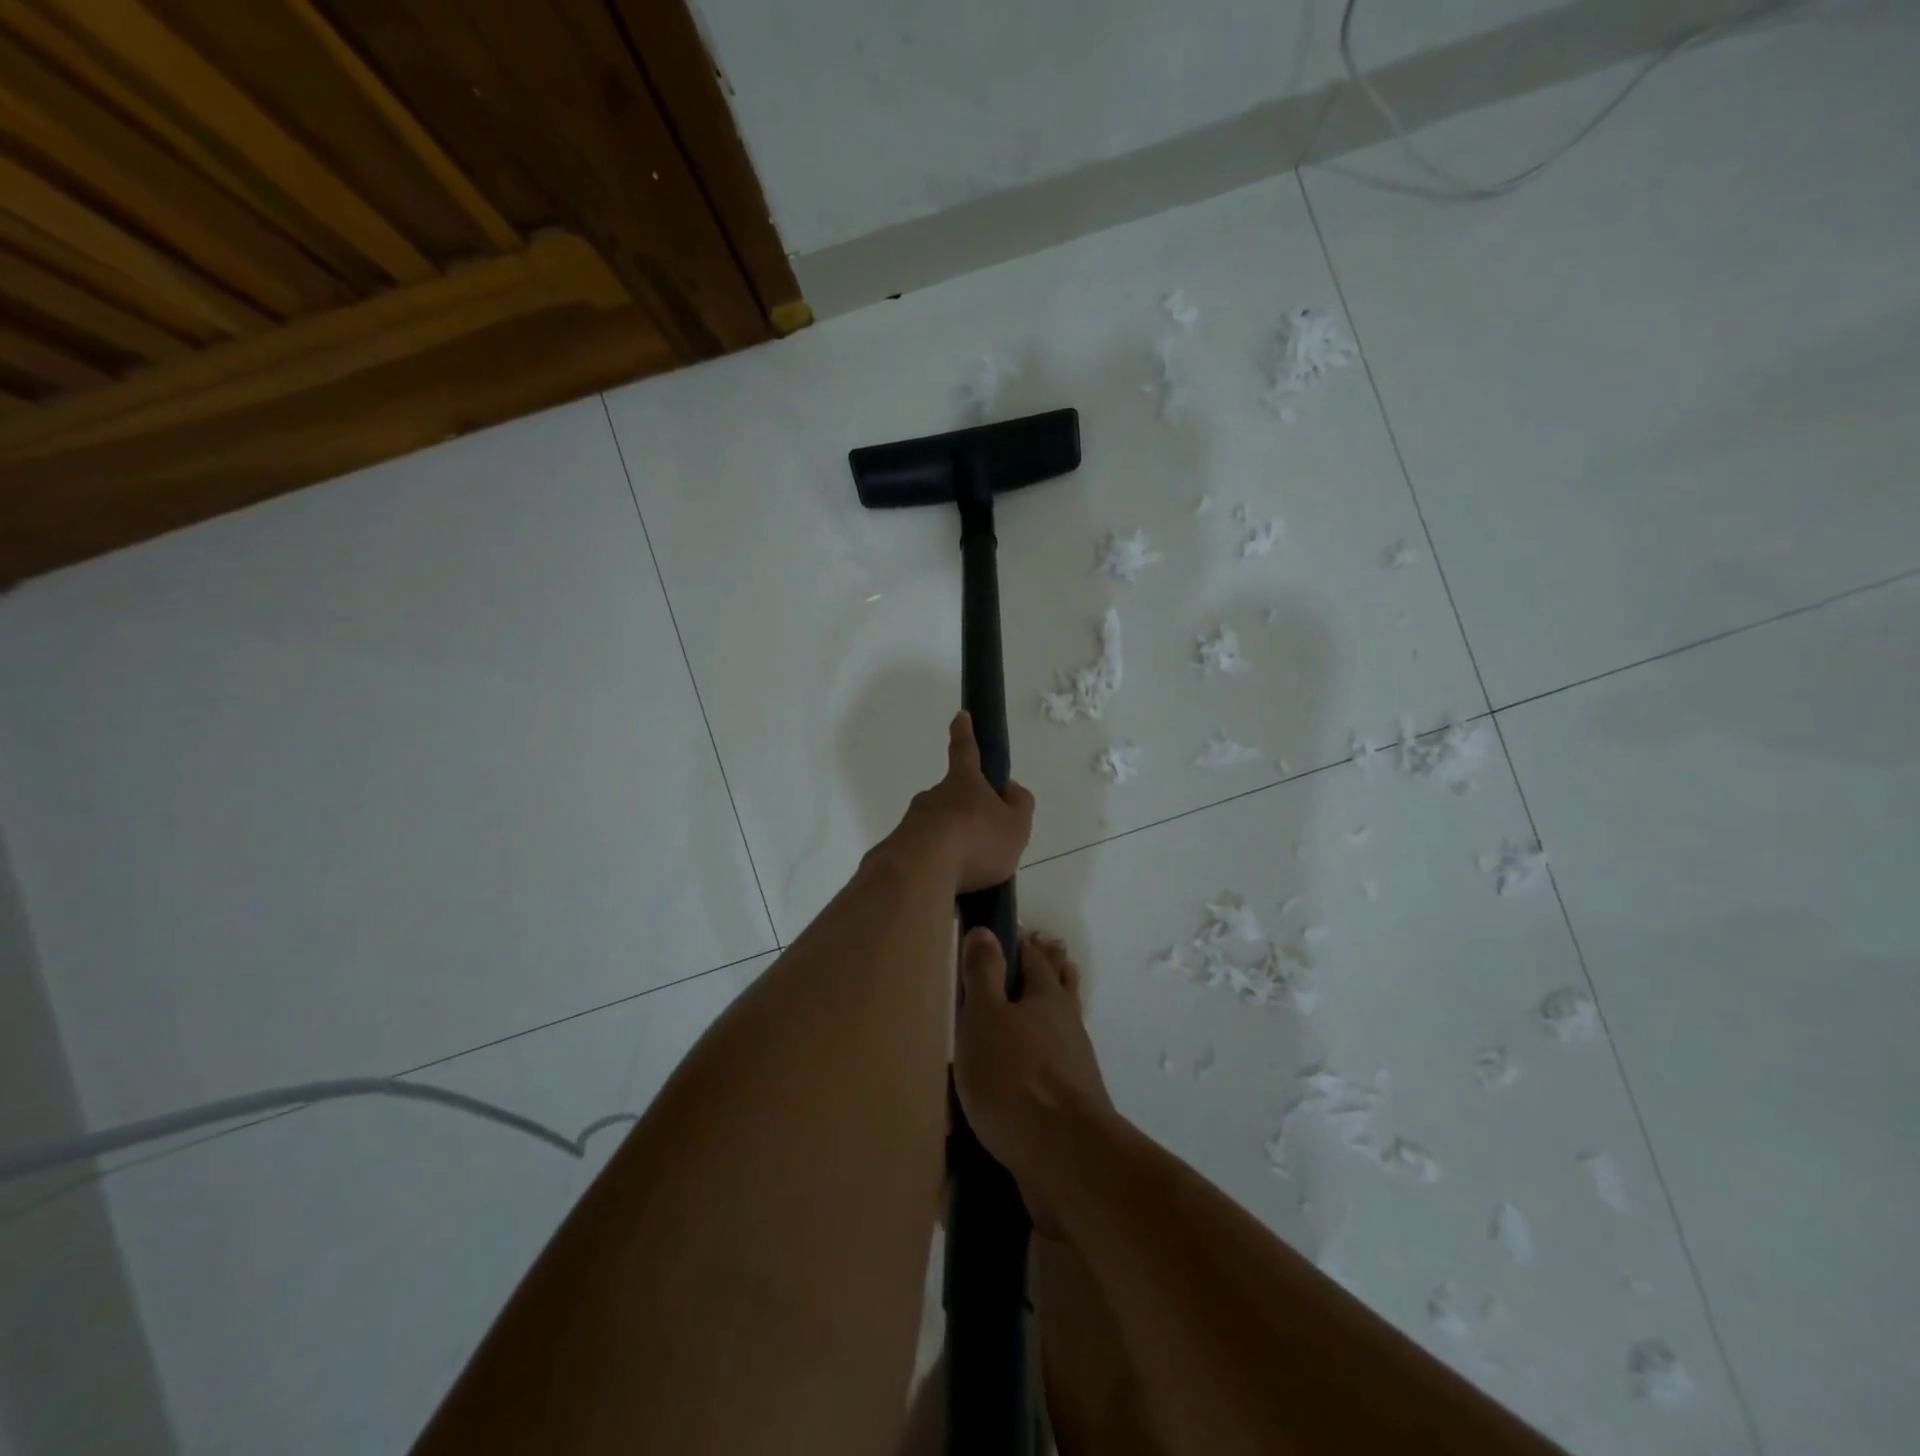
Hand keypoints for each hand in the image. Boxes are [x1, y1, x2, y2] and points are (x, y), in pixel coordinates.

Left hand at [894, 712, 1035, 892]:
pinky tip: (948, 885)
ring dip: (951, 843)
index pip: (966, 750)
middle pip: (952, 797)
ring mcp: (912, 822)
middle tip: (981, 840)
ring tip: (969, 873)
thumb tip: (1011, 789)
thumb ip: (1019, 805)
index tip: (961, 715)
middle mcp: (934, 796)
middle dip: (965, 813)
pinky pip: (924, 854)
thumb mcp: (1016, 825)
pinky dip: (937, 866)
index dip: (965, 733)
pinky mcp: (898, 850)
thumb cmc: (977, 841)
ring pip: (937, 827)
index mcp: (964, 783)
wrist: (921, 871)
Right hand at [954, 928, 1113, 1229]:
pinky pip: (1057, 1062)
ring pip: (1060, 1023)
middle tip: (1041, 952)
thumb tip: (985, 930)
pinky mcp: (1074, 1099)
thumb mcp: (985, 1017)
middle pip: (1057, 986)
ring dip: (1051, 1009)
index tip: (1008, 935)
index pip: (1033, 958)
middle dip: (1048, 969)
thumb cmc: (1014, 1077)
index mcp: (1045, 996)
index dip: (1020, 944)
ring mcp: (1075, 1062)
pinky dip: (1047, 1052)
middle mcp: (1066, 1022)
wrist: (1064, 1156)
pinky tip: (1035, 1064)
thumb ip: (984, 975)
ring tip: (1037, 1004)